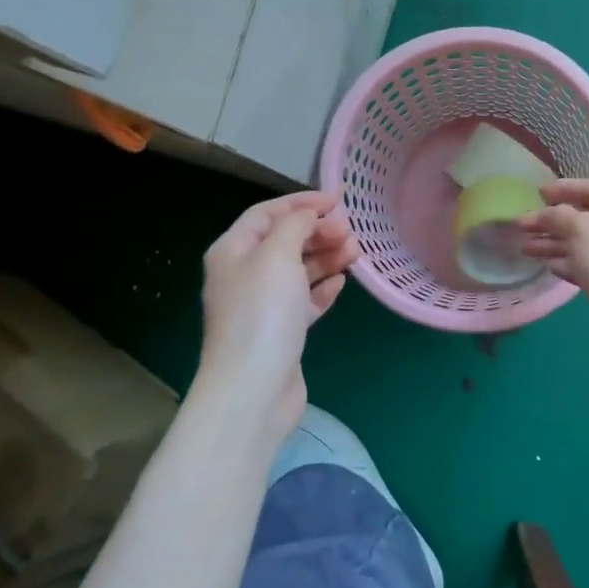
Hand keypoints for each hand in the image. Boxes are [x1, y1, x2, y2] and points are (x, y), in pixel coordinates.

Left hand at [198, 190, 358, 438]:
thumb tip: (309, 215)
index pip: (267, 213)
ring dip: (326, 258)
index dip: (302, 202)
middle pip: (284, 240)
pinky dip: (323, 288)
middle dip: (318, 231)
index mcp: (232, 251)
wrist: (253, 388)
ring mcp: (262, 305)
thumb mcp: (277, 255)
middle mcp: (244, 274)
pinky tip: (341, 284)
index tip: (339, 200)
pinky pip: (304, 300)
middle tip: (350, 232)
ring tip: (355, 254)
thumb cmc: (262, 313)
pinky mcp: (280, 332)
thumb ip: (295, 225)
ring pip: (298, 270)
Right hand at [520, 181, 588, 357]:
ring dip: (554, 243)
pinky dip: (567, 263)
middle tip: (522, 225)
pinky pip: (586, 265)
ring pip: (582, 244)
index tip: (537, 192)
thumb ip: (556, 215)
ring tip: (525, 248)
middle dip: (552, 221)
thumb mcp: (579, 227)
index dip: (563, 189)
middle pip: (585, 218)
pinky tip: (547, 266)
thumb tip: (544, 214)